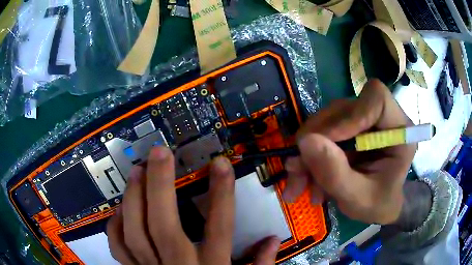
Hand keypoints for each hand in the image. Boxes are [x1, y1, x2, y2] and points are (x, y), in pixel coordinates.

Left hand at [107, 146, 280, 264]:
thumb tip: (273, 240)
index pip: (218, 229)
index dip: (221, 195)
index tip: (220, 164)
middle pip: (164, 226)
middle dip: (160, 186)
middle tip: (159, 153)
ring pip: (135, 234)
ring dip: (133, 199)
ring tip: (136, 171)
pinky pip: (119, 249)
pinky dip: (115, 227)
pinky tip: (120, 210)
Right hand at [283, 79, 415, 224]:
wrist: (379, 206)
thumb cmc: (378, 204)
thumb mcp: (358, 199)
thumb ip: (336, 174)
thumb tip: (305, 142)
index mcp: (399, 130)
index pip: (377, 99)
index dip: (350, 115)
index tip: (326, 142)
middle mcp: (382, 118)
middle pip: (344, 109)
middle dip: (317, 139)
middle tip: (297, 169)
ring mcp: (364, 121)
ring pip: (328, 120)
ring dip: (308, 151)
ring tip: (300, 182)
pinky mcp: (350, 128)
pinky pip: (322, 132)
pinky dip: (310, 155)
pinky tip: (305, 178)